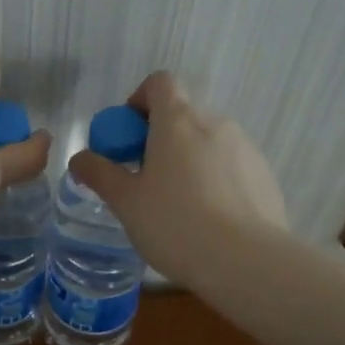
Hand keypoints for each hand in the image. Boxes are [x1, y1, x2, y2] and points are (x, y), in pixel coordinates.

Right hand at [68, 72, 286, 283]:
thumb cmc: (176, 224)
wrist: (247, 262)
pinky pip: (232, 166)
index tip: (129, 137)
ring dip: (190, 160)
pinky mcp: (265, 176)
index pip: (160, 82)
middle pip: (183, 115)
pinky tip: (210, 219)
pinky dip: (216, 180)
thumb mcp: (126, 202)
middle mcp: (216, 123)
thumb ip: (99, 174)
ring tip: (179, 206)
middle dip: (161, 139)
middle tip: (145, 180)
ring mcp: (246, 148)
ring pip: (209, 142)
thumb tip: (80, 158)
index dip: (139, 100)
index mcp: (178, 121)